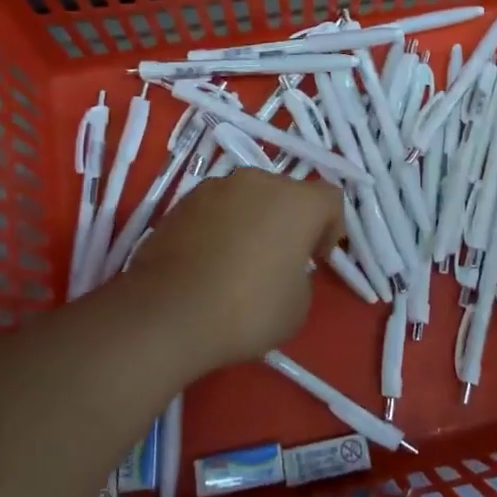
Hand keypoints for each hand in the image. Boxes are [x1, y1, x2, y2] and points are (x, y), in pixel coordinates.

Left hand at [125, 169, 344, 369]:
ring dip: (252, 221)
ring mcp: (214, 188)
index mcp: (296, 200)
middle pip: (286, 193)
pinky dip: (219, 228)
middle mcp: (257, 182)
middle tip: (281, 260)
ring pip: (247, 199)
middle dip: (289, 221)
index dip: (331, 229)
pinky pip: (214, 211)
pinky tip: (209, 264)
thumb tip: (283, 268)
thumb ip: (301, 276)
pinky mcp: (180, 203)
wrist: (166, 314)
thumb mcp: (298, 306)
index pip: (331, 199)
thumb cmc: (247, 310)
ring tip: (239, 262)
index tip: (316, 260)